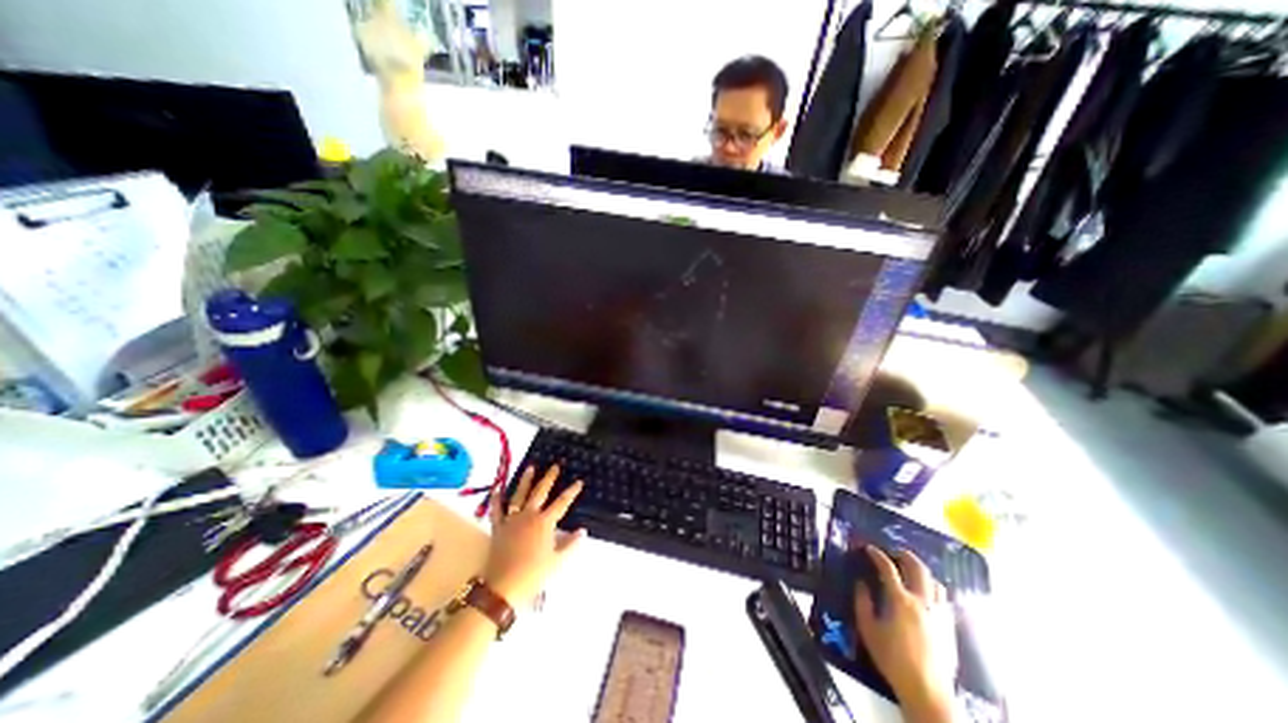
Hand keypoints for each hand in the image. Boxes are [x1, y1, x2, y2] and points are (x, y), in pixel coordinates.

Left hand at [484, 462, 585, 604]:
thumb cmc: (533, 575)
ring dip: (525, 480)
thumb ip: (570, 544)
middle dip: (549, 478)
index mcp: (545, 522)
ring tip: (530, 467)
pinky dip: (496, 498)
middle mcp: (529, 515)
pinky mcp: (498, 527)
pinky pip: (496, 510)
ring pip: (519, 495)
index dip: (571, 492)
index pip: (562, 503)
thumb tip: (582, 531)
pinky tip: (497, 488)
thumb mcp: (557, 561)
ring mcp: (512, 520)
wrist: (502, 588)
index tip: (579, 481)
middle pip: (540, 492)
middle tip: (555, 466)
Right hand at [853, 547, 953, 712]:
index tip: (869, 548)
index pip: (888, 567)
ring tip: (910, 571)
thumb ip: (862, 602)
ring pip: (934, 581)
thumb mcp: (868, 629)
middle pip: (917, 567)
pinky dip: (933, 589)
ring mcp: (939, 613)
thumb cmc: (893, 659)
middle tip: (894, 553)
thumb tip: (861, 583)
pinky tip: (926, 595)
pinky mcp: (949, 626)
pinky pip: (944, 599)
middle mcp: (922, 601)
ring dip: (921, 571)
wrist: (927, 691)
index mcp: (900, 599)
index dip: (877, 554)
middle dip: (904, 555)